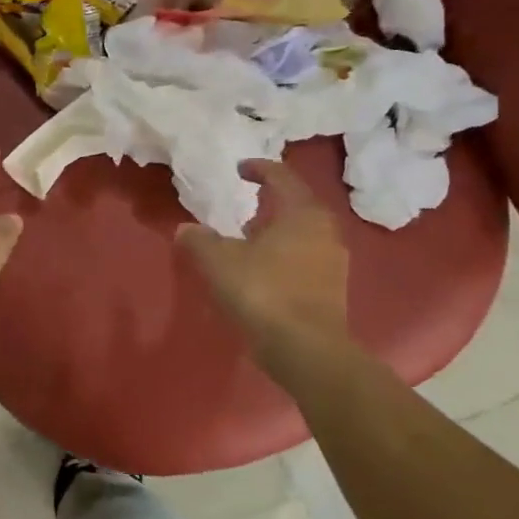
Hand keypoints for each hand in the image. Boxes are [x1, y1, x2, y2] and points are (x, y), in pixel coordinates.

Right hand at [176, 160, 353, 371]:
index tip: (240, 169)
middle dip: (271, 202)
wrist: (306, 349)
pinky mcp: (331, 288)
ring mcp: (333, 261)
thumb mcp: (219, 262)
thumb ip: (200, 241)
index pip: (282, 177)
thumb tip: (186, 229)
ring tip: (249, 239)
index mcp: (302, 213)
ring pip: (303, 233)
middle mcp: (324, 230)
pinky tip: (263, 270)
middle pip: (297, 204)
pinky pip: (305, 258)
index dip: (259, 169)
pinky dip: (284, 255)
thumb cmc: (263, 292)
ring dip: (277, 231)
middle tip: (246, 205)